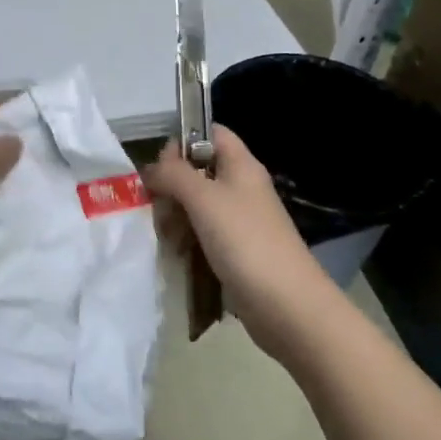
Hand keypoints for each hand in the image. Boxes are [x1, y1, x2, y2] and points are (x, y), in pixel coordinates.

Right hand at [142, 125, 340, 363]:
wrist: (288, 306)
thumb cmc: (246, 242)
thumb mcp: (204, 199)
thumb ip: (174, 174)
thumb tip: (152, 168)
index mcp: (241, 166)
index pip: (210, 133)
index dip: (183, 141)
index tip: (160, 166)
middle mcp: (241, 188)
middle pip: (197, 171)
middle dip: (171, 187)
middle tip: (159, 210)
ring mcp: (239, 221)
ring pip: (196, 205)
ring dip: (175, 217)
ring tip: (166, 238)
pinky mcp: (235, 251)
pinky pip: (202, 234)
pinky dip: (186, 241)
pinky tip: (177, 256)